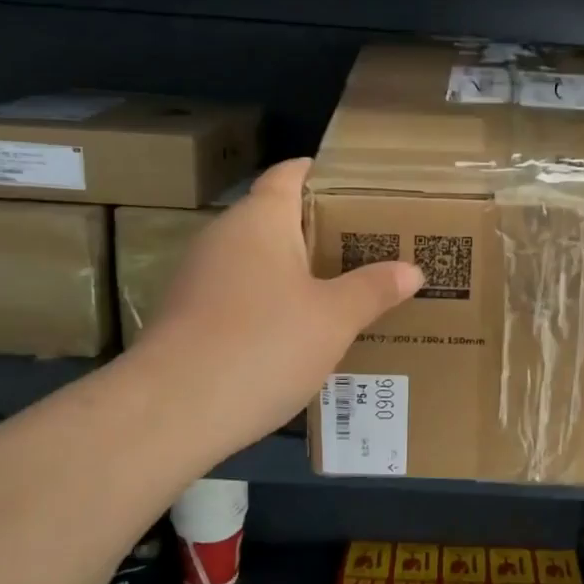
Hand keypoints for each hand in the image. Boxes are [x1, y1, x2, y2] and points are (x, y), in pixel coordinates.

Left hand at [132, 158, 422, 460]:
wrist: (171, 411)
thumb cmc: (262, 344)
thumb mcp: (333, 318)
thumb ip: (374, 289)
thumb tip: (412, 270)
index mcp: (260, 220)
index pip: (289, 174)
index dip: (320, 173)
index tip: (357, 184)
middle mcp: (224, 237)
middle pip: (276, 218)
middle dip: (320, 228)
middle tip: (368, 243)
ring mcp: (199, 277)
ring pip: (258, 260)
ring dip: (295, 270)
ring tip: (341, 287)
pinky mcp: (188, 316)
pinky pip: (241, 293)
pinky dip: (271, 301)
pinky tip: (297, 331)